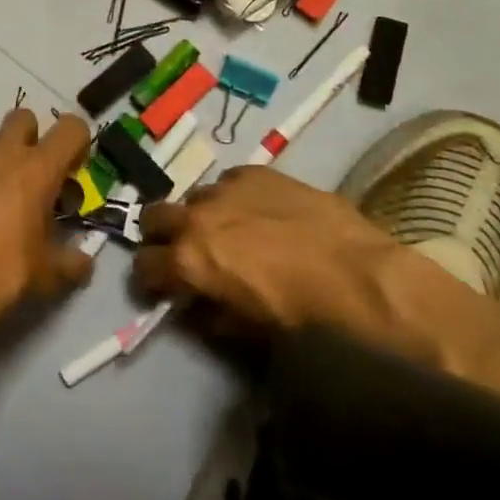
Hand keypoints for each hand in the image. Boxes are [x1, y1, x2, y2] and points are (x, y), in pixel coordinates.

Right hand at [132, 166, 411, 339]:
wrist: (354, 272)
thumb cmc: (300, 312)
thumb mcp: (247, 327)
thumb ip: (210, 314)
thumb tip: (195, 307)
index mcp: (188, 259)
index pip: (144, 264)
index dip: (149, 277)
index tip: (159, 284)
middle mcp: (196, 218)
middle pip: (152, 217)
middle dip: (158, 234)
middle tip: (179, 249)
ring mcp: (224, 189)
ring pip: (194, 197)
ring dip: (200, 215)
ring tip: (227, 229)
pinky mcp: (253, 172)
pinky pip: (229, 182)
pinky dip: (233, 198)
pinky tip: (258, 212)